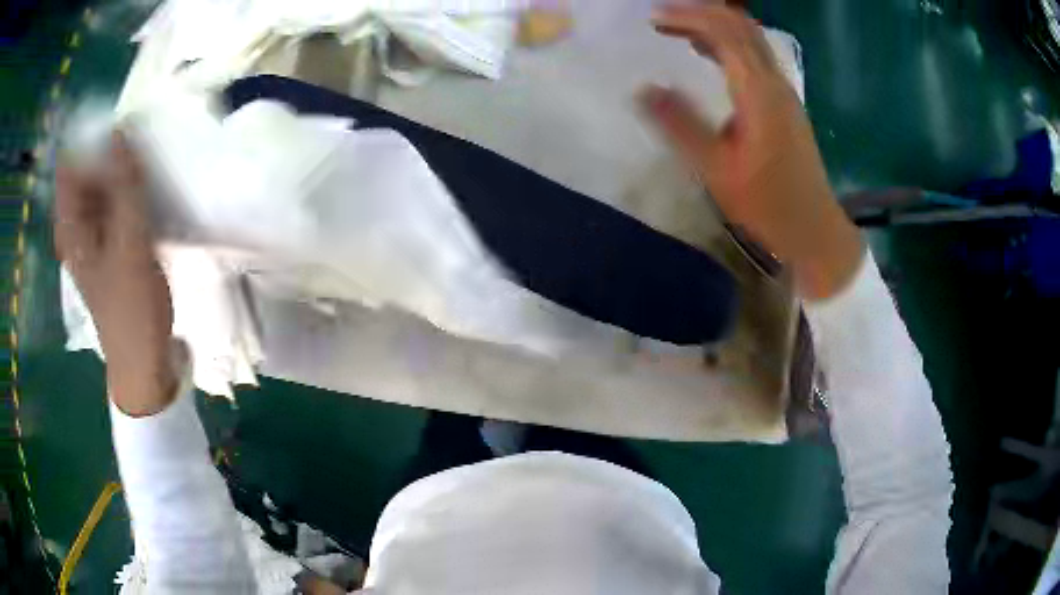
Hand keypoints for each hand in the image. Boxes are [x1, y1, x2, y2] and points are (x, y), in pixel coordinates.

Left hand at [55, 132, 176, 415]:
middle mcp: (76, 226)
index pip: (70, 162)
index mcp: (70, 226)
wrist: (144, 363)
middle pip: (86, 171)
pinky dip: (128, 192)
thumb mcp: (129, 244)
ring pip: (102, 186)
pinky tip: (148, 190)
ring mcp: (93, 236)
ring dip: (122, 171)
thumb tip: (121, 131)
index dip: (90, 137)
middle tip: (140, 142)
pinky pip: (115, 204)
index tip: (120, 126)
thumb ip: (124, 186)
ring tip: (147, 162)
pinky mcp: (110, 246)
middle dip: (110, 151)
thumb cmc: (131, 310)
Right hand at [641, 4, 862, 299]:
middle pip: (741, 25)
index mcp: (759, 92)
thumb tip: (643, 89)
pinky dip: (728, 45)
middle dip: (700, 13)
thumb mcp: (717, 170)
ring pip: (750, 39)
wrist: (814, 229)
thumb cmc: (768, 204)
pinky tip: (707, 55)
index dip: (688, 17)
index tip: (652, 17)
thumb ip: (680, 125)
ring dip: (714, 26)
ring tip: (676, 30)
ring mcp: (784, 91)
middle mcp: (775, 81)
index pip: (724, 32)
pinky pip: (755, 57)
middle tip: (662, 17)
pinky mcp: (785, 103)